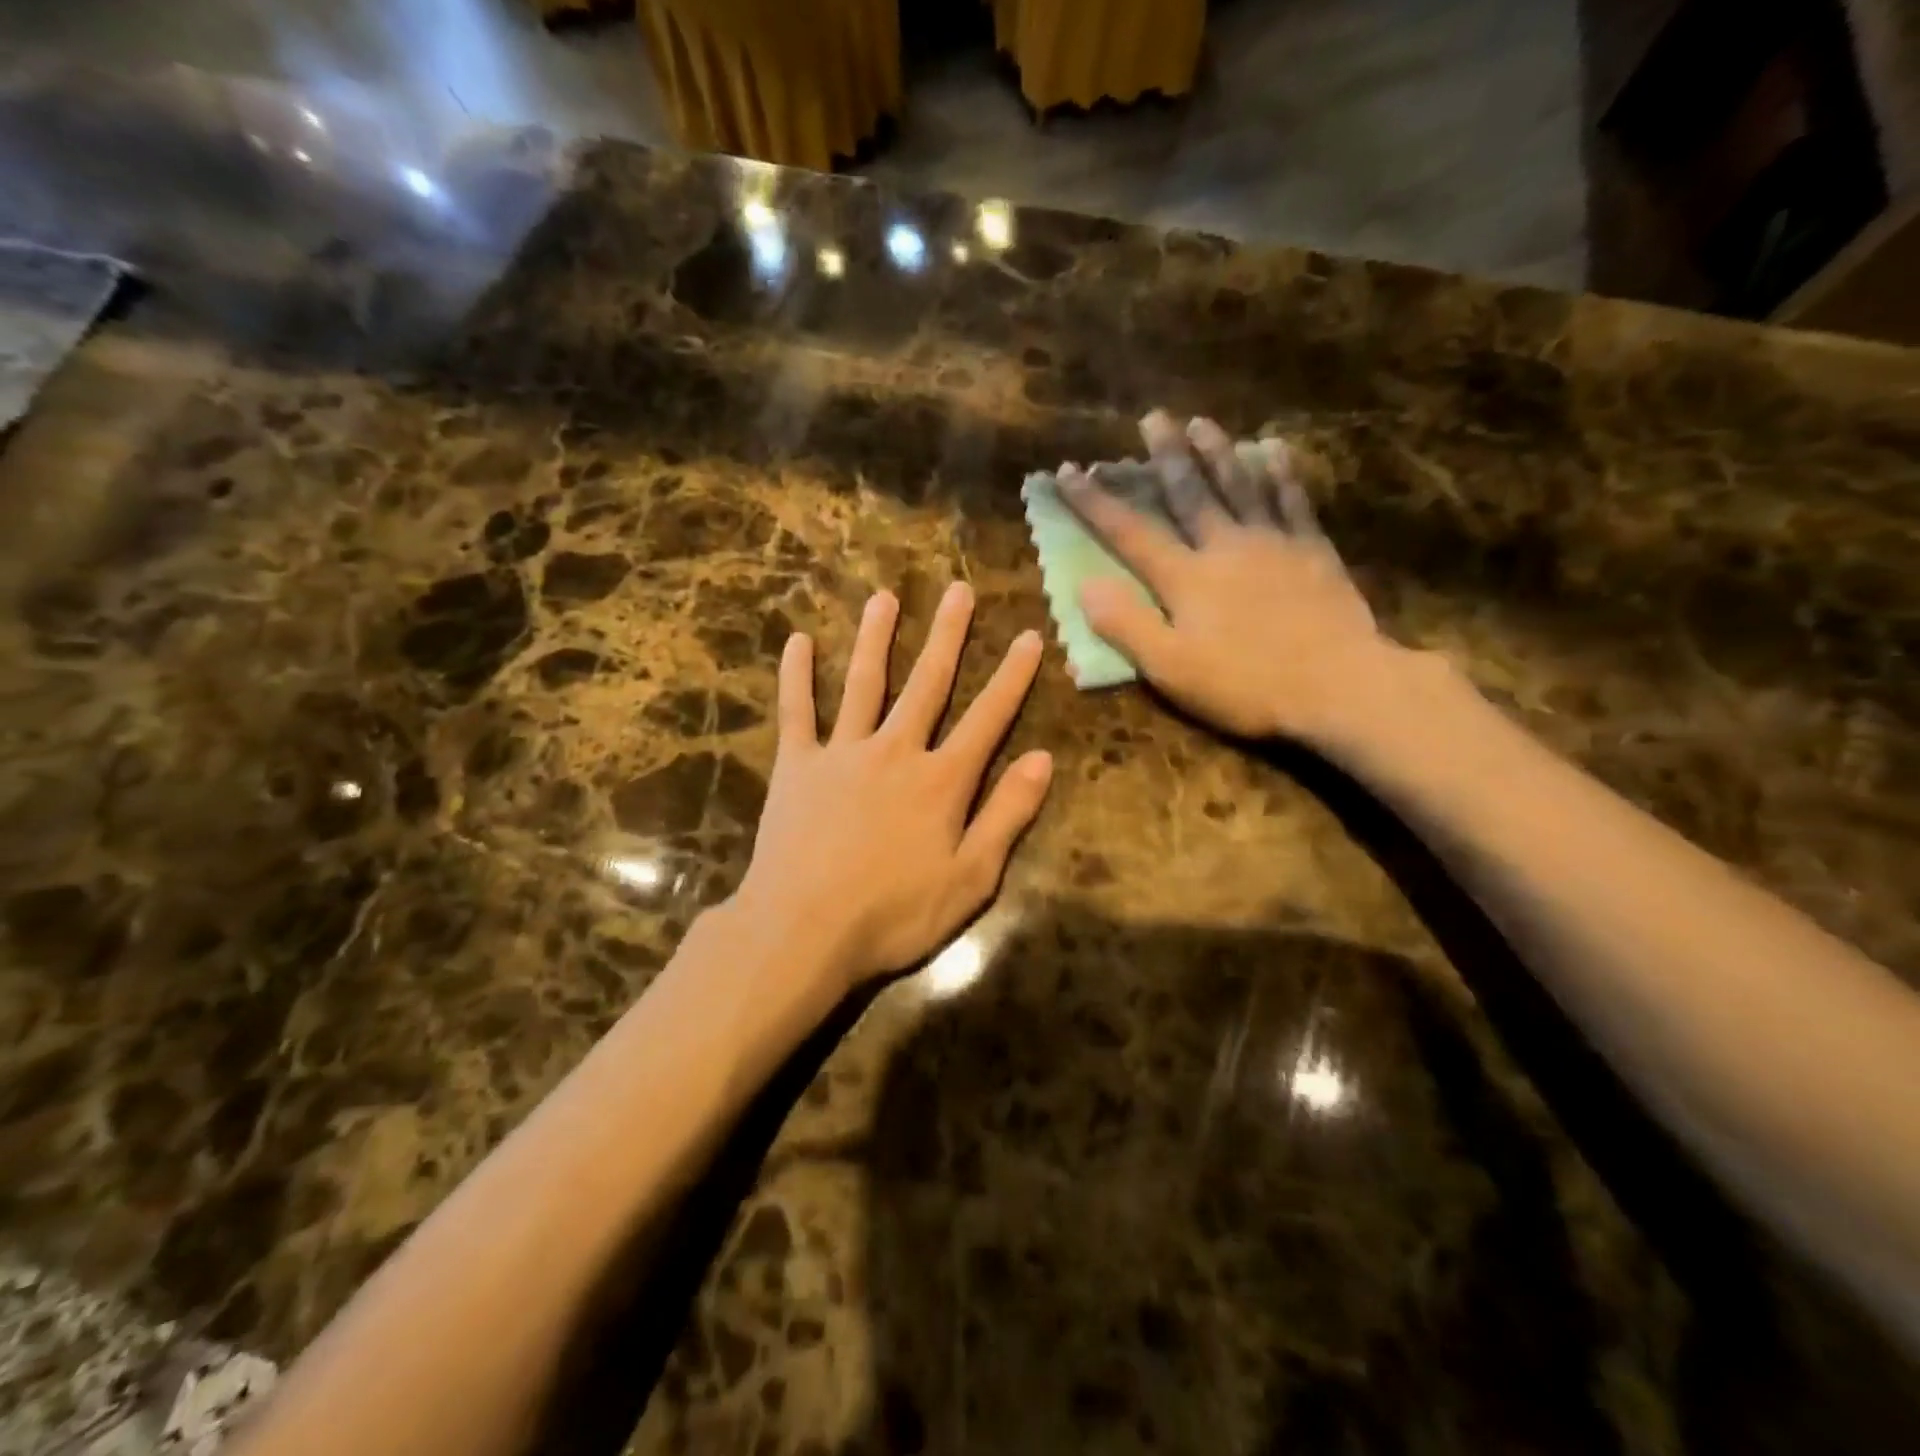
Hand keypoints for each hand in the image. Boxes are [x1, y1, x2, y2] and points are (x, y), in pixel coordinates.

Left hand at [732, 582, 1052, 988]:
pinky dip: (797, 676)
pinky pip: (796, 712)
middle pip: (927, 683)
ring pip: (864, 683)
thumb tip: (1042, 759)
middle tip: (958, 591)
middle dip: (947, 636)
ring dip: (877, 638)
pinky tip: (798, 642)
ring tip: (885, 597)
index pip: (987, 718)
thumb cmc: (894, 914)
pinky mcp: (796, 766)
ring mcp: (841, 753)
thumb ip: (1007, 815)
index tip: (1028, 636)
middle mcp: (895, 751)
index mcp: (941, 780)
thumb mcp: (970, 878)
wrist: (803, 930)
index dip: (1011, 677)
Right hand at [1060, 410, 1403, 746]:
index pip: (1130, 533)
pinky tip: (1273, 450)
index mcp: (1185, 578)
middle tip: (1152, 417)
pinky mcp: (1313, 551)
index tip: (1069, 471)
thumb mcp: (1171, 669)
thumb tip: (1085, 585)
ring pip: (1240, 485)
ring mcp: (1272, 543)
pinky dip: (1280, 472)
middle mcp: (1224, 546)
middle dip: (1165, 455)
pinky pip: (1293, 500)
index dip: (1095, 502)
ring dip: (1218, 451)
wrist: (1339, 686)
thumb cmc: (1245, 686)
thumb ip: (1126, 625)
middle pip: (1189, 492)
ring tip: (1202, 422)